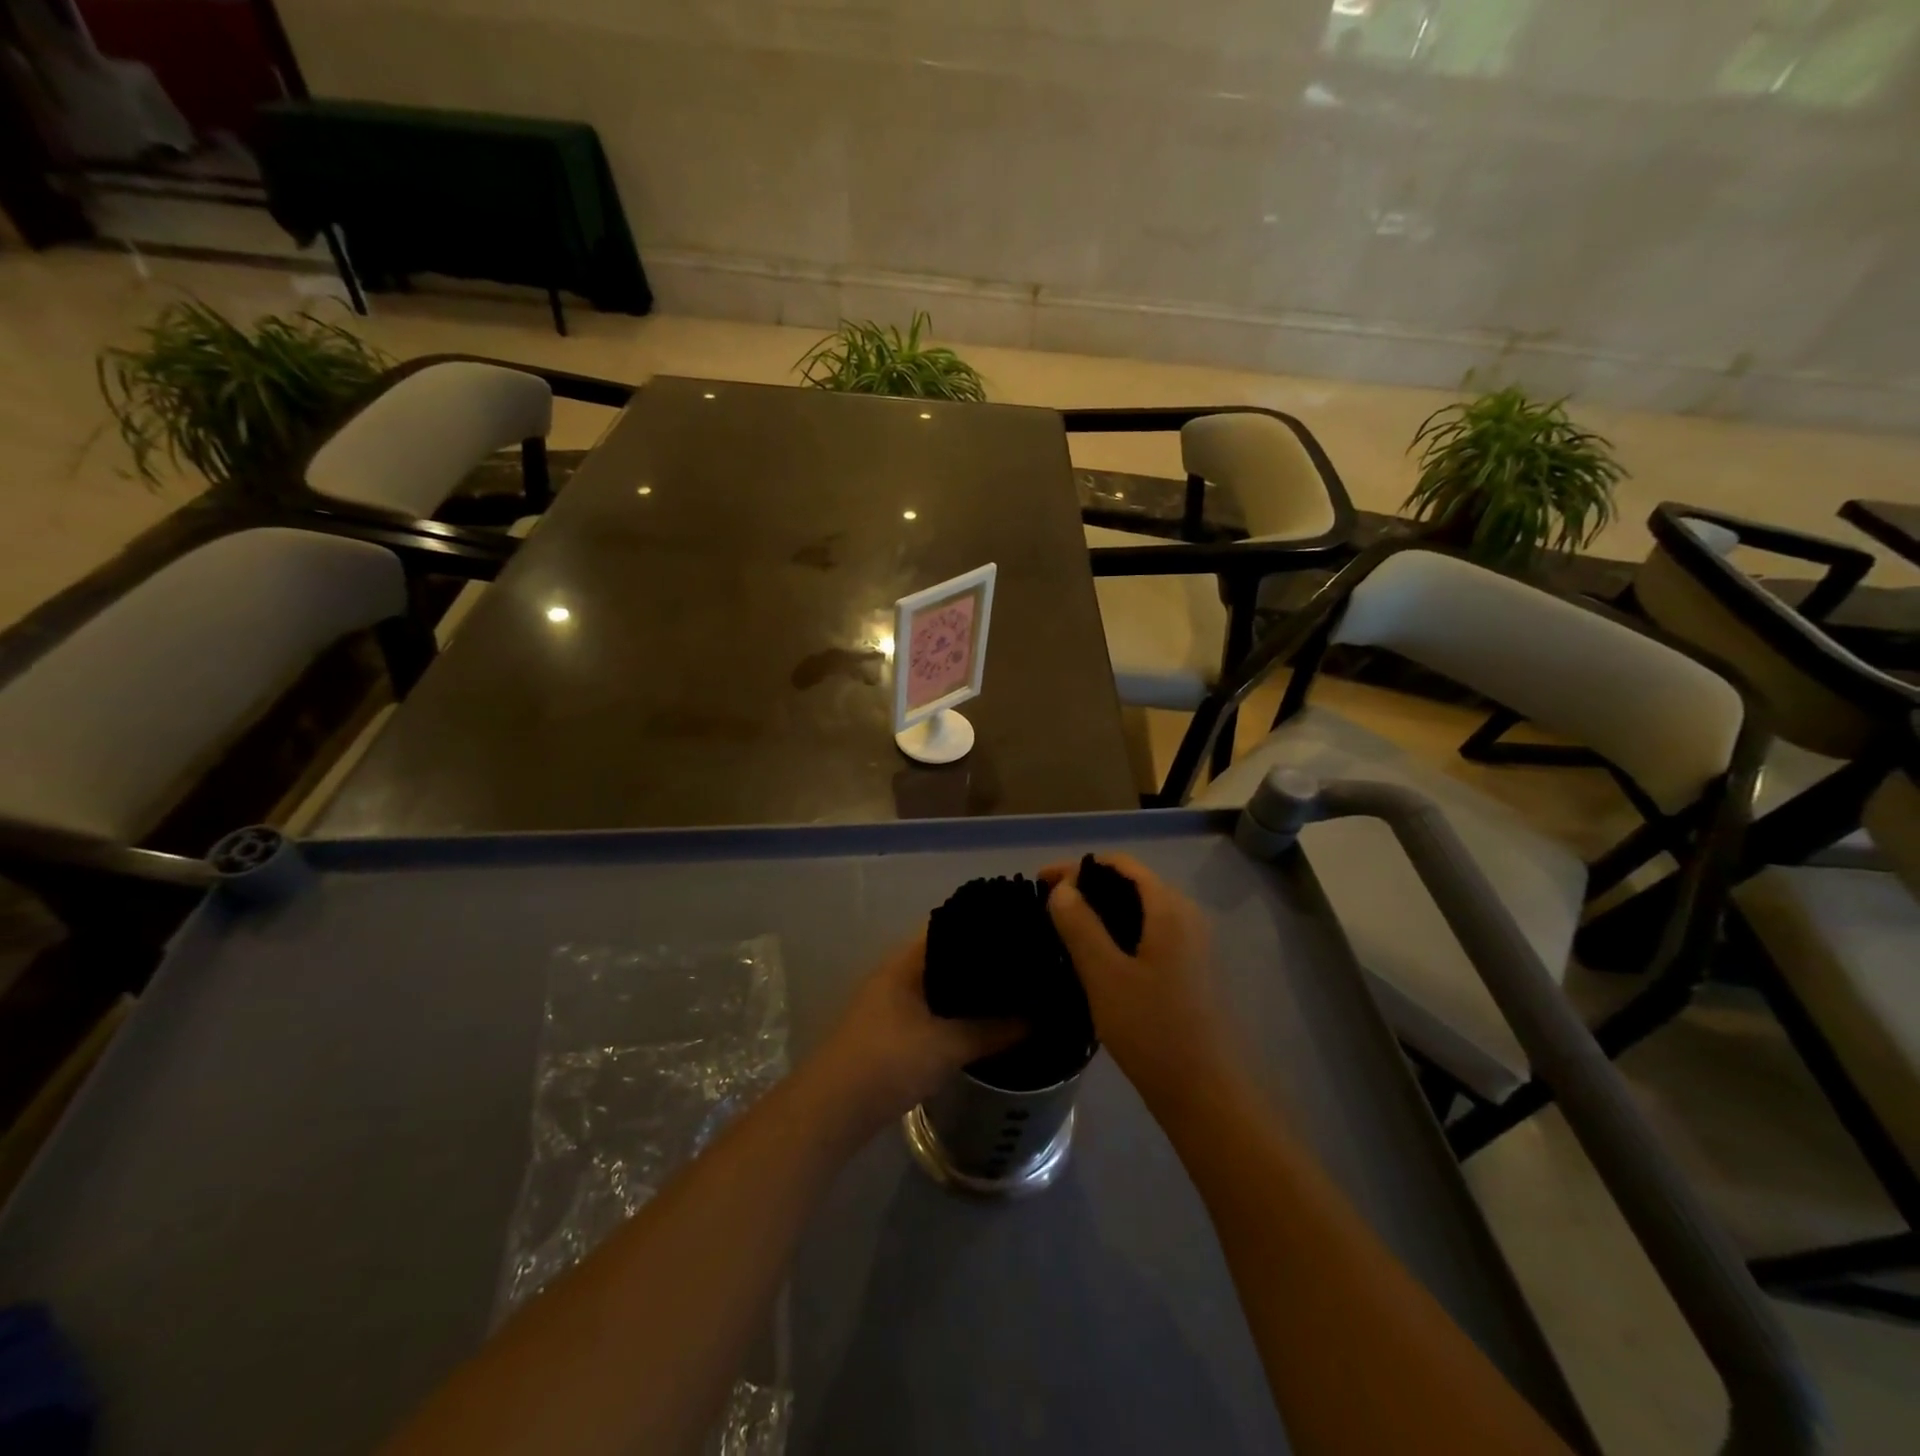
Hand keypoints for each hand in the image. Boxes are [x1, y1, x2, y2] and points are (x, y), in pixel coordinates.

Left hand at [806, 935, 1022, 1138]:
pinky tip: (980, 1023)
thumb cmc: (888, 1062)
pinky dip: (954, 1011)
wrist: (831, 1110)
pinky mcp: (890, 1029)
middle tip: (1025, 965)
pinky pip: (931, 1008)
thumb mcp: (948, 1046)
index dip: (984, 926)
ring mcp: (890, 1001)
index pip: (950, 926)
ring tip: (1012, 992)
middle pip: (946, 955)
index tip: (1020, 930)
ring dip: (968, 990)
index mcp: (906, 961)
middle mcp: (896, 973)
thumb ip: (993, 1031)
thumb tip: (1038, 1018)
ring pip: (938, 985)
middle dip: (981, 961)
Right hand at [1042, 855, 1238, 1107]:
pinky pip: (1148, 934)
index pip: (1120, 864)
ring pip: (1139, 911)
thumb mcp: (1104, 975)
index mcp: (1169, 908)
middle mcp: (1186, 916)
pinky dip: (1118, 933)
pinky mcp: (1191, 970)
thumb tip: (1063, 888)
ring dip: (1102, 912)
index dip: (1078, 867)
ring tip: (1063, 930)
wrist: (1207, 1095)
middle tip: (1047, 907)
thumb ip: (1080, 925)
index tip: (1039, 883)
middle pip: (1131, 884)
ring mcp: (1192, 944)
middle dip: (1088, 888)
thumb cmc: (1153, 1030)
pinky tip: (1095, 957)